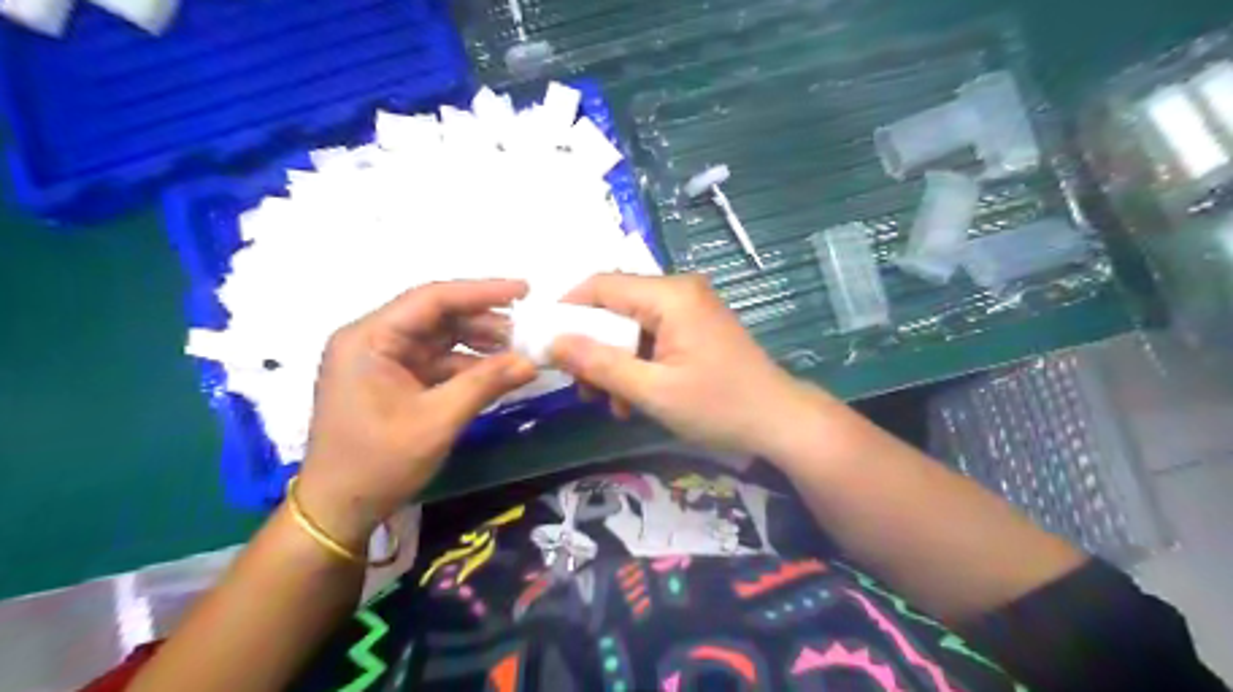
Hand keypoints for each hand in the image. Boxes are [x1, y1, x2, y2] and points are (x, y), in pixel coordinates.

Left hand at [297, 282, 533, 551]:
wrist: (339, 510)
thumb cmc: (378, 463)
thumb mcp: (437, 421)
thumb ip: (485, 384)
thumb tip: (531, 362)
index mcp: (369, 339)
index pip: (431, 299)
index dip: (481, 291)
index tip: (524, 290)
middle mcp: (373, 340)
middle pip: (437, 316)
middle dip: (484, 321)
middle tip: (528, 329)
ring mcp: (383, 361)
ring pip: (441, 339)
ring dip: (480, 343)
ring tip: (520, 350)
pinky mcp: (394, 380)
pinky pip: (438, 362)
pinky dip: (468, 366)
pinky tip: (499, 372)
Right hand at [548, 274, 816, 457]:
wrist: (780, 422)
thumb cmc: (719, 406)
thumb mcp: (653, 391)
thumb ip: (600, 364)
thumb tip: (553, 342)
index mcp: (670, 296)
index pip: (602, 285)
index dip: (568, 310)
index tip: (546, 343)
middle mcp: (679, 291)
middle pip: (615, 306)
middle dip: (593, 345)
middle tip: (582, 387)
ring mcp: (690, 308)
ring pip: (631, 325)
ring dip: (613, 361)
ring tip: (609, 402)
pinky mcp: (695, 327)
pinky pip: (652, 336)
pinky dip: (636, 363)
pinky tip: (633, 398)